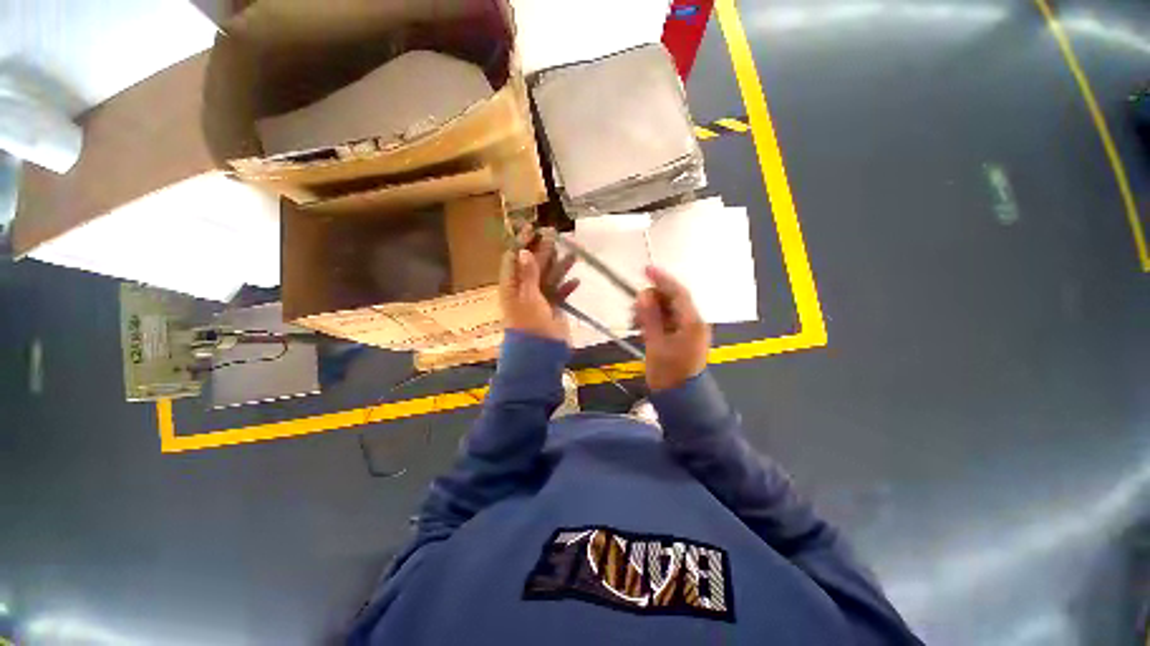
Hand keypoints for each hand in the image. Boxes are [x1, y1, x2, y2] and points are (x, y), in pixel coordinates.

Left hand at [500, 226, 578, 343]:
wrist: (540, 350)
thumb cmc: (529, 322)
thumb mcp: (528, 296)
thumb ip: (529, 274)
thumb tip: (525, 251)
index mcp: (512, 285)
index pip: (514, 258)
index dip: (522, 242)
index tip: (532, 228)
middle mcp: (525, 289)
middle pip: (534, 265)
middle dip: (544, 250)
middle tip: (555, 235)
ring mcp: (539, 298)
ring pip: (550, 277)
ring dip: (560, 266)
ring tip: (573, 254)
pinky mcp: (552, 307)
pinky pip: (560, 293)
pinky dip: (567, 287)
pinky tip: (576, 281)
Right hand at [634, 266, 710, 391]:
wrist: (681, 399)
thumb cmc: (668, 375)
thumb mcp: (656, 345)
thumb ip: (650, 318)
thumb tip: (643, 295)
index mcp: (692, 323)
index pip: (678, 293)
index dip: (662, 279)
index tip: (645, 270)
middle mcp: (694, 323)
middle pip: (673, 300)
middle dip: (653, 299)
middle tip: (634, 307)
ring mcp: (689, 330)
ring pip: (669, 310)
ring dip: (652, 310)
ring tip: (634, 320)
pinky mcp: (683, 337)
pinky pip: (668, 320)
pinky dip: (655, 319)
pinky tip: (641, 326)